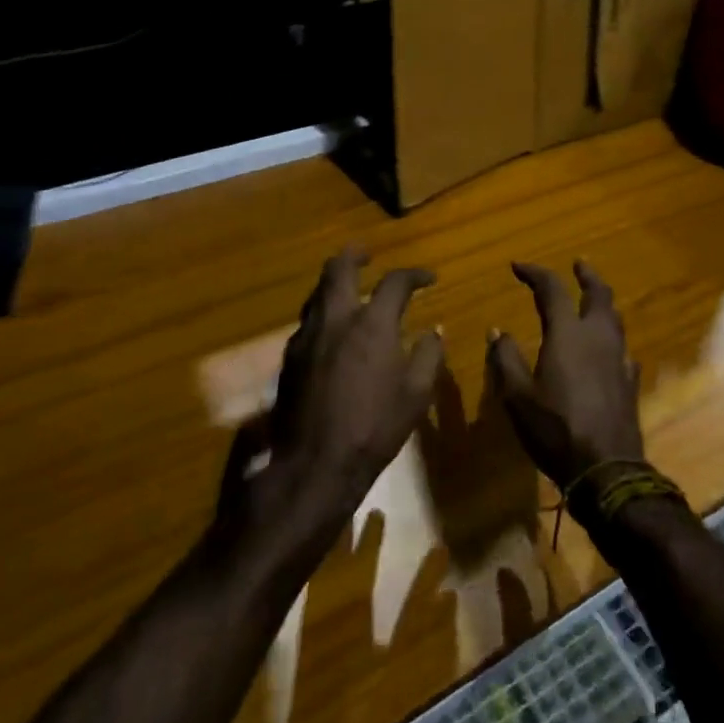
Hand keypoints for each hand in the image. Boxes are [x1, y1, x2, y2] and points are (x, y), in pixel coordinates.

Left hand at [221, 248, 443, 535]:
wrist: (312, 467)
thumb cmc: (373, 429)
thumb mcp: (416, 394)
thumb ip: (428, 355)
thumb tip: (434, 329)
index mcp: (371, 324)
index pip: (395, 282)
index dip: (415, 275)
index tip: (428, 279)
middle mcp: (336, 320)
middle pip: (338, 268)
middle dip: (355, 255)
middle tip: (367, 255)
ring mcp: (306, 338)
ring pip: (317, 293)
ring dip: (334, 284)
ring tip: (349, 290)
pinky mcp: (289, 359)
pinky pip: (307, 321)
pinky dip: (323, 313)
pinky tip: (332, 331)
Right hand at [487, 262, 644, 488]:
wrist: (606, 468)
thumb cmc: (555, 429)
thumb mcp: (517, 397)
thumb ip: (506, 359)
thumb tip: (497, 331)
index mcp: (568, 333)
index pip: (552, 289)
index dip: (535, 273)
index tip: (518, 266)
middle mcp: (598, 337)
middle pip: (599, 294)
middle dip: (587, 275)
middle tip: (578, 264)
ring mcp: (619, 358)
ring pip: (615, 318)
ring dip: (602, 303)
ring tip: (592, 301)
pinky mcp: (630, 380)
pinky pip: (622, 348)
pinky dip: (611, 338)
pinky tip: (607, 350)